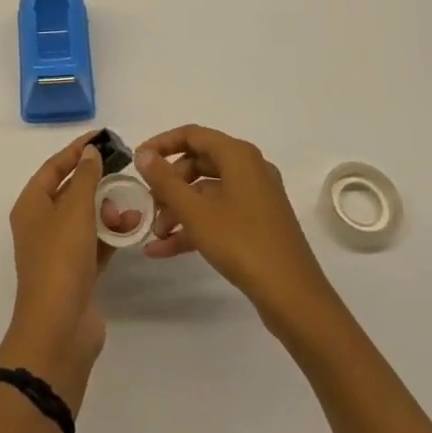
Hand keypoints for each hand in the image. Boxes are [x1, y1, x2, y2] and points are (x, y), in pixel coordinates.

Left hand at [0, 133, 138, 409]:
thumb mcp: (74, 210)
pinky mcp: (77, 273)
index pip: (55, 167)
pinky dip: (112, 234)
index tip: (103, 136)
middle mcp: (41, 224)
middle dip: (98, 180)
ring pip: (86, 218)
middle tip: (124, 169)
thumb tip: (90, 152)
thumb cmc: (61, 260)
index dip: (77, 150)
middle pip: (71, 191)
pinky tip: (132, 229)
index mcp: (31, 205)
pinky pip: (96, 243)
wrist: (59, 329)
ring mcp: (59, 251)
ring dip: (108, 209)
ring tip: (132, 204)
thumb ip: (86, 177)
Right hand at [136, 125, 341, 336]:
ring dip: (179, 210)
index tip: (137, 161)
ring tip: (155, 234)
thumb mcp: (196, 212)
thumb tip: (143, 154)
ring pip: (207, 193)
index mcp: (238, 155)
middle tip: (148, 204)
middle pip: (198, 164)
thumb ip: (165, 180)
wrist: (294, 298)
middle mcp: (249, 169)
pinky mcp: (258, 224)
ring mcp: (256, 197)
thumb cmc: (242, 243)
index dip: (161, 145)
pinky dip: (194, 226)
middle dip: (169, 185)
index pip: (192, 135)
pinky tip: (165, 250)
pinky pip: (218, 214)